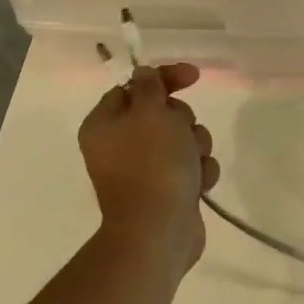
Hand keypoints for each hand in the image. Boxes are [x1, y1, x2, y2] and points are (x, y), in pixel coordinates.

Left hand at [77, 63, 219, 268]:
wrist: (159, 229)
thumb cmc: (152, 163)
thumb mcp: (151, 112)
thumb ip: (150, 86)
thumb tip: (143, 74)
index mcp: (105, 124)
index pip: (133, 86)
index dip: (164, 78)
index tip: (193, 76)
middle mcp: (120, 145)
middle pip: (163, 112)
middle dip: (183, 120)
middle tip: (182, 134)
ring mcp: (145, 169)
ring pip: (183, 138)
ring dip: (195, 147)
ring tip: (192, 165)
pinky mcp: (168, 189)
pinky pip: (191, 166)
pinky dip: (198, 172)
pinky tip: (197, 184)